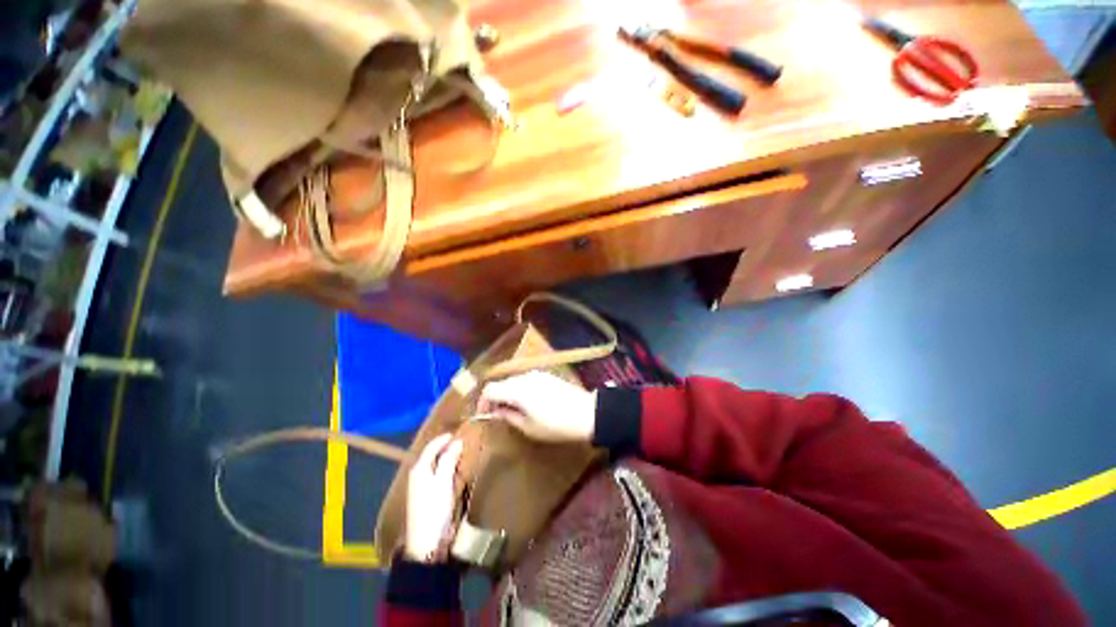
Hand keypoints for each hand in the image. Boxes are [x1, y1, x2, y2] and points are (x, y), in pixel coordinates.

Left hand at [404, 433, 462, 562]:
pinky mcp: (428, 497)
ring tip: (462, 453)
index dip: (444, 438)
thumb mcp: (443, 481)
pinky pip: (438, 476)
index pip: (431, 446)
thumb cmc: (434, 509)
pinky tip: (456, 472)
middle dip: (446, 447)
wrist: (426, 543)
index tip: (459, 432)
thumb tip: (457, 441)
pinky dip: (447, 470)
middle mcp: (418, 475)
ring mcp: (422, 487)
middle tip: (463, 441)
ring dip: (447, 459)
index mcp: (419, 469)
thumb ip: (449, 459)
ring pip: (436, 465)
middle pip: (432, 455)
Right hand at [477, 371, 595, 442]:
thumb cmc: (555, 425)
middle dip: (495, 398)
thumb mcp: (528, 427)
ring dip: (507, 393)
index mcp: (517, 390)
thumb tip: (495, 412)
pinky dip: (519, 389)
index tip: (484, 416)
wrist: (585, 413)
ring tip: (511, 410)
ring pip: (514, 381)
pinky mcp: (547, 375)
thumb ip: (508, 416)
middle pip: (501, 383)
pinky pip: (526, 380)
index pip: (490, 389)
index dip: (482, 402)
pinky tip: (526, 402)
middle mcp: (525, 377)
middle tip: (496, 415)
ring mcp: (537, 374)